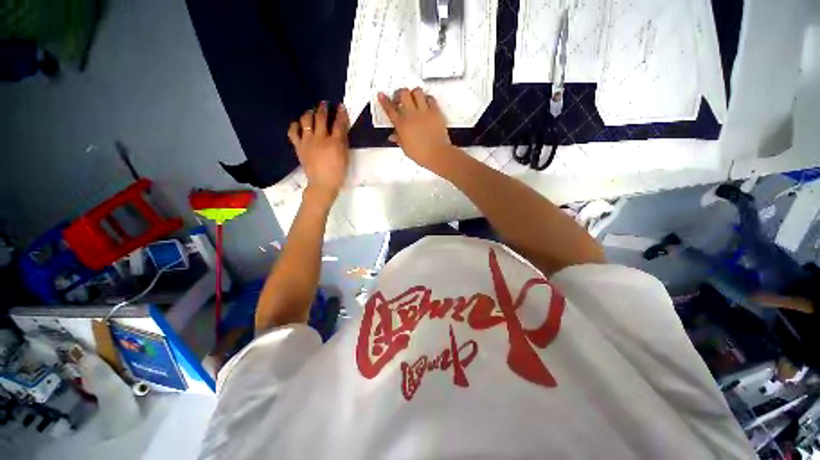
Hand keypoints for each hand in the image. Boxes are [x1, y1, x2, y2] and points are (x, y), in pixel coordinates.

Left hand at [287, 102, 349, 200]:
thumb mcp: (345, 157)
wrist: (322, 184)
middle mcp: (320, 138)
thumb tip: (341, 130)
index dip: (340, 113)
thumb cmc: (338, 172)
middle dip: (323, 108)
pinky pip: (293, 131)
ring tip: (312, 111)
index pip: (339, 123)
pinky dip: (295, 125)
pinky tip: (299, 124)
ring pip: (306, 120)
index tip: (340, 106)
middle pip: (321, 118)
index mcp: (335, 142)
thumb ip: (343, 142)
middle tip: (324, 104)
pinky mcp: (299, 146)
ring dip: (309, 113)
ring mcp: (308, 141)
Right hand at [378, 88, 458, 171]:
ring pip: (417, 91)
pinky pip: (430, 98)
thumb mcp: (406, 149)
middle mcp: (412, 116)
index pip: (390, 109)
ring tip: (413, 99)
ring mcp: (424, 112)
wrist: (437, 155)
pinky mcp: (436, 112)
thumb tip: (393, 136)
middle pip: (403, 94)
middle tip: (399, 99)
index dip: (384, 101)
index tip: (381, 95)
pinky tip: (426, 103)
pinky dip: (427, 99)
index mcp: (402, 125)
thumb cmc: (421, 154)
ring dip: (413, 93)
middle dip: (399, 94)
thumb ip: (399, 139)